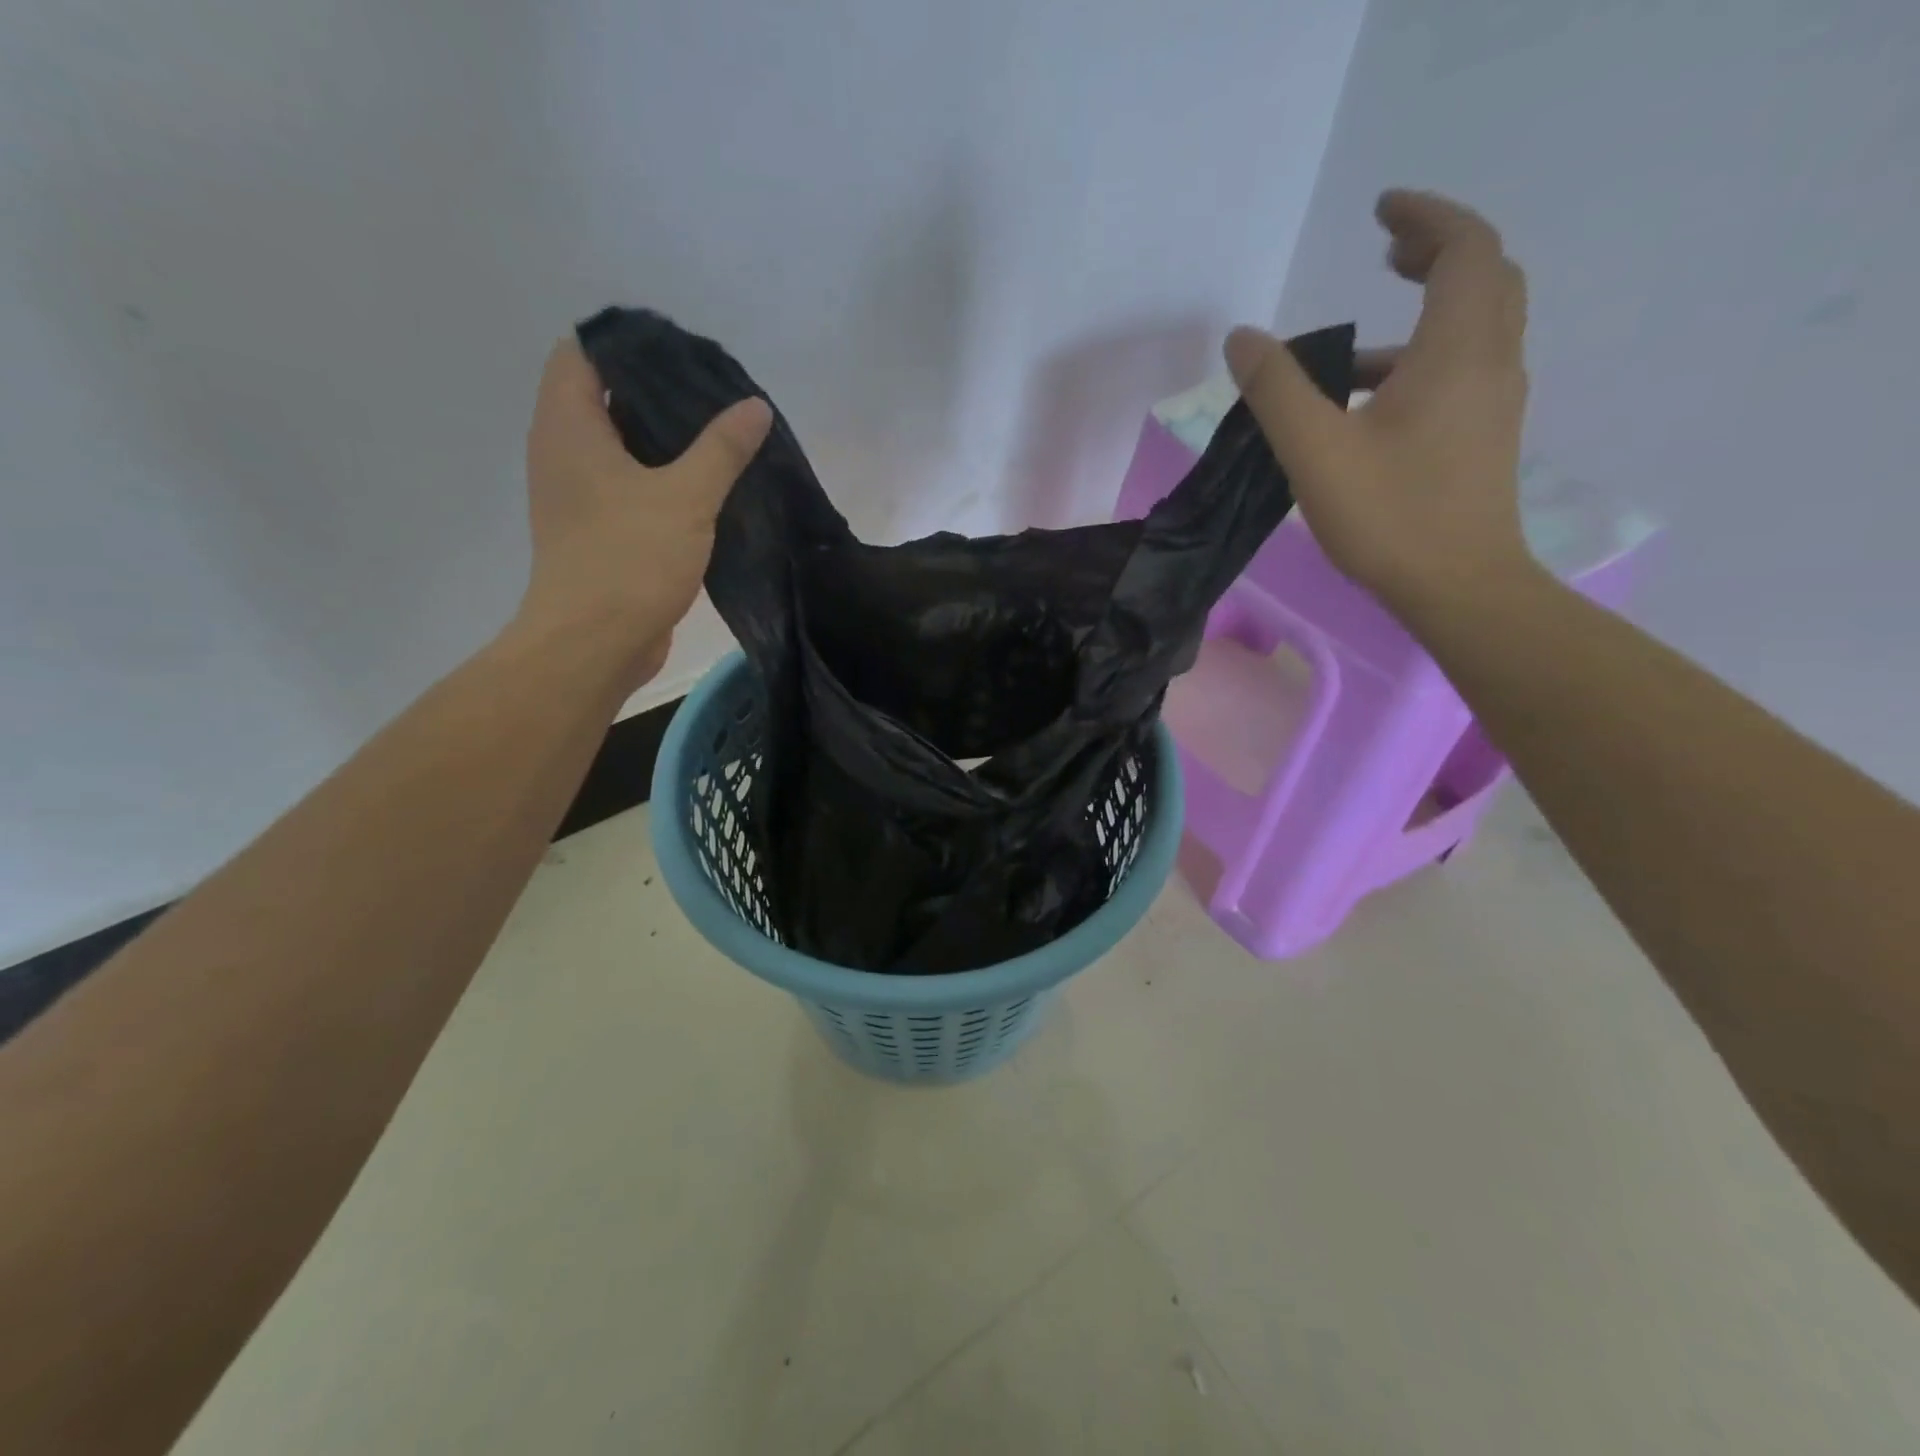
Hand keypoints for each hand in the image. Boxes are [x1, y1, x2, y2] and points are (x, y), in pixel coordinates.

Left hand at [518, 338, 771, 686]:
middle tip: (714, 393)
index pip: (583, 353)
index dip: (629, 343)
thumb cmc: (629, 559)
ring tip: (718, 434)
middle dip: (656, 390)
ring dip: (662, 439)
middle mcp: (563, 452)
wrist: (594, 645)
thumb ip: (721, 448)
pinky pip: (628, 485)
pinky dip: (660, 477)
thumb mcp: (686, 496)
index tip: (683, 352)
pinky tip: (705, 486)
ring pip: (619, 446)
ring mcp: (577, 495)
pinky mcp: (597, 530)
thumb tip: (754, 406)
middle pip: (603, 397)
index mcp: (569, 427)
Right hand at [1224, 190, 1532, 616]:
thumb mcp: (1316, 451)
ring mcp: (1494, 401)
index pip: (1462, 247)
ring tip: (1356, 343)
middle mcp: (1491, 361)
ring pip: (1476, 326)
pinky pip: (1465, 369)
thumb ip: (1277, 389)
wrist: (1458, 587)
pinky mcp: (1485, 437)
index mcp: (1457, 348)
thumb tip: (1242, 338)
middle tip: (1384, 253)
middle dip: (1436, 252)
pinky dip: (1424, 358)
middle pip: (1483, 277)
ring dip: (1427, 311)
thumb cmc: (1389, 516)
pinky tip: (1372, 403)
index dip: (1424, 216)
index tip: (1379, 211)